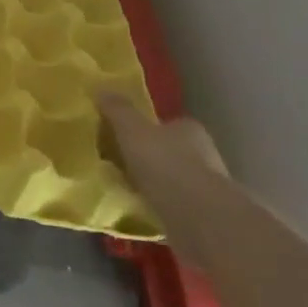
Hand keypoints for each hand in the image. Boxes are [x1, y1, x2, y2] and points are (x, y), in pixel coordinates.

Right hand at [97, 94, 228, 205]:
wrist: (199, 219)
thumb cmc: (165, 165)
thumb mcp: (132, 130)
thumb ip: (118, 110)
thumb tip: (100, 87)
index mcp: (190, 130)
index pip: (167, 124)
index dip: (146, 129)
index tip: (124, 138)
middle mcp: (204, 155)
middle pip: (172, 152)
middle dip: (150, 158)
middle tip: (121, 164)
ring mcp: (207, 188)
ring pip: (174, 181)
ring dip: (156, 185)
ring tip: (127, 190)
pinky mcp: (204, 217)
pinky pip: (175, 206)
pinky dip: (160, 207)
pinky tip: (142, 212)